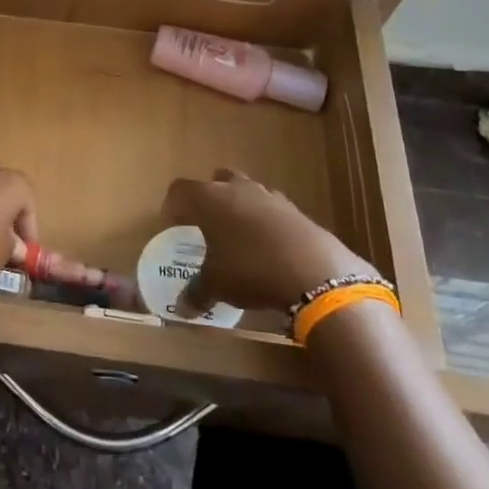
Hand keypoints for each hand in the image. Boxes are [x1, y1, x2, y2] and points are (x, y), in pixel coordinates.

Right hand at [164, 169, 374, 314]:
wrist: (315, 273)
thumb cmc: (250, 270)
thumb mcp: (217, 286)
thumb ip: (196, 293)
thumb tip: (181, 308)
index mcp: (209, 199)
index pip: (181, 189)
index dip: (173, 205)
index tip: (173, 223)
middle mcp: (238, 189)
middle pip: (217, 180)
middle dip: (210, 197)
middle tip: (207, 223)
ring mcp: (270, 197)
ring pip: (248, 191)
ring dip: (241, 207)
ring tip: (240, 237)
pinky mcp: (297, 212)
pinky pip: (274, 210)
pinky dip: (267, 223)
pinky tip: (270, 248)